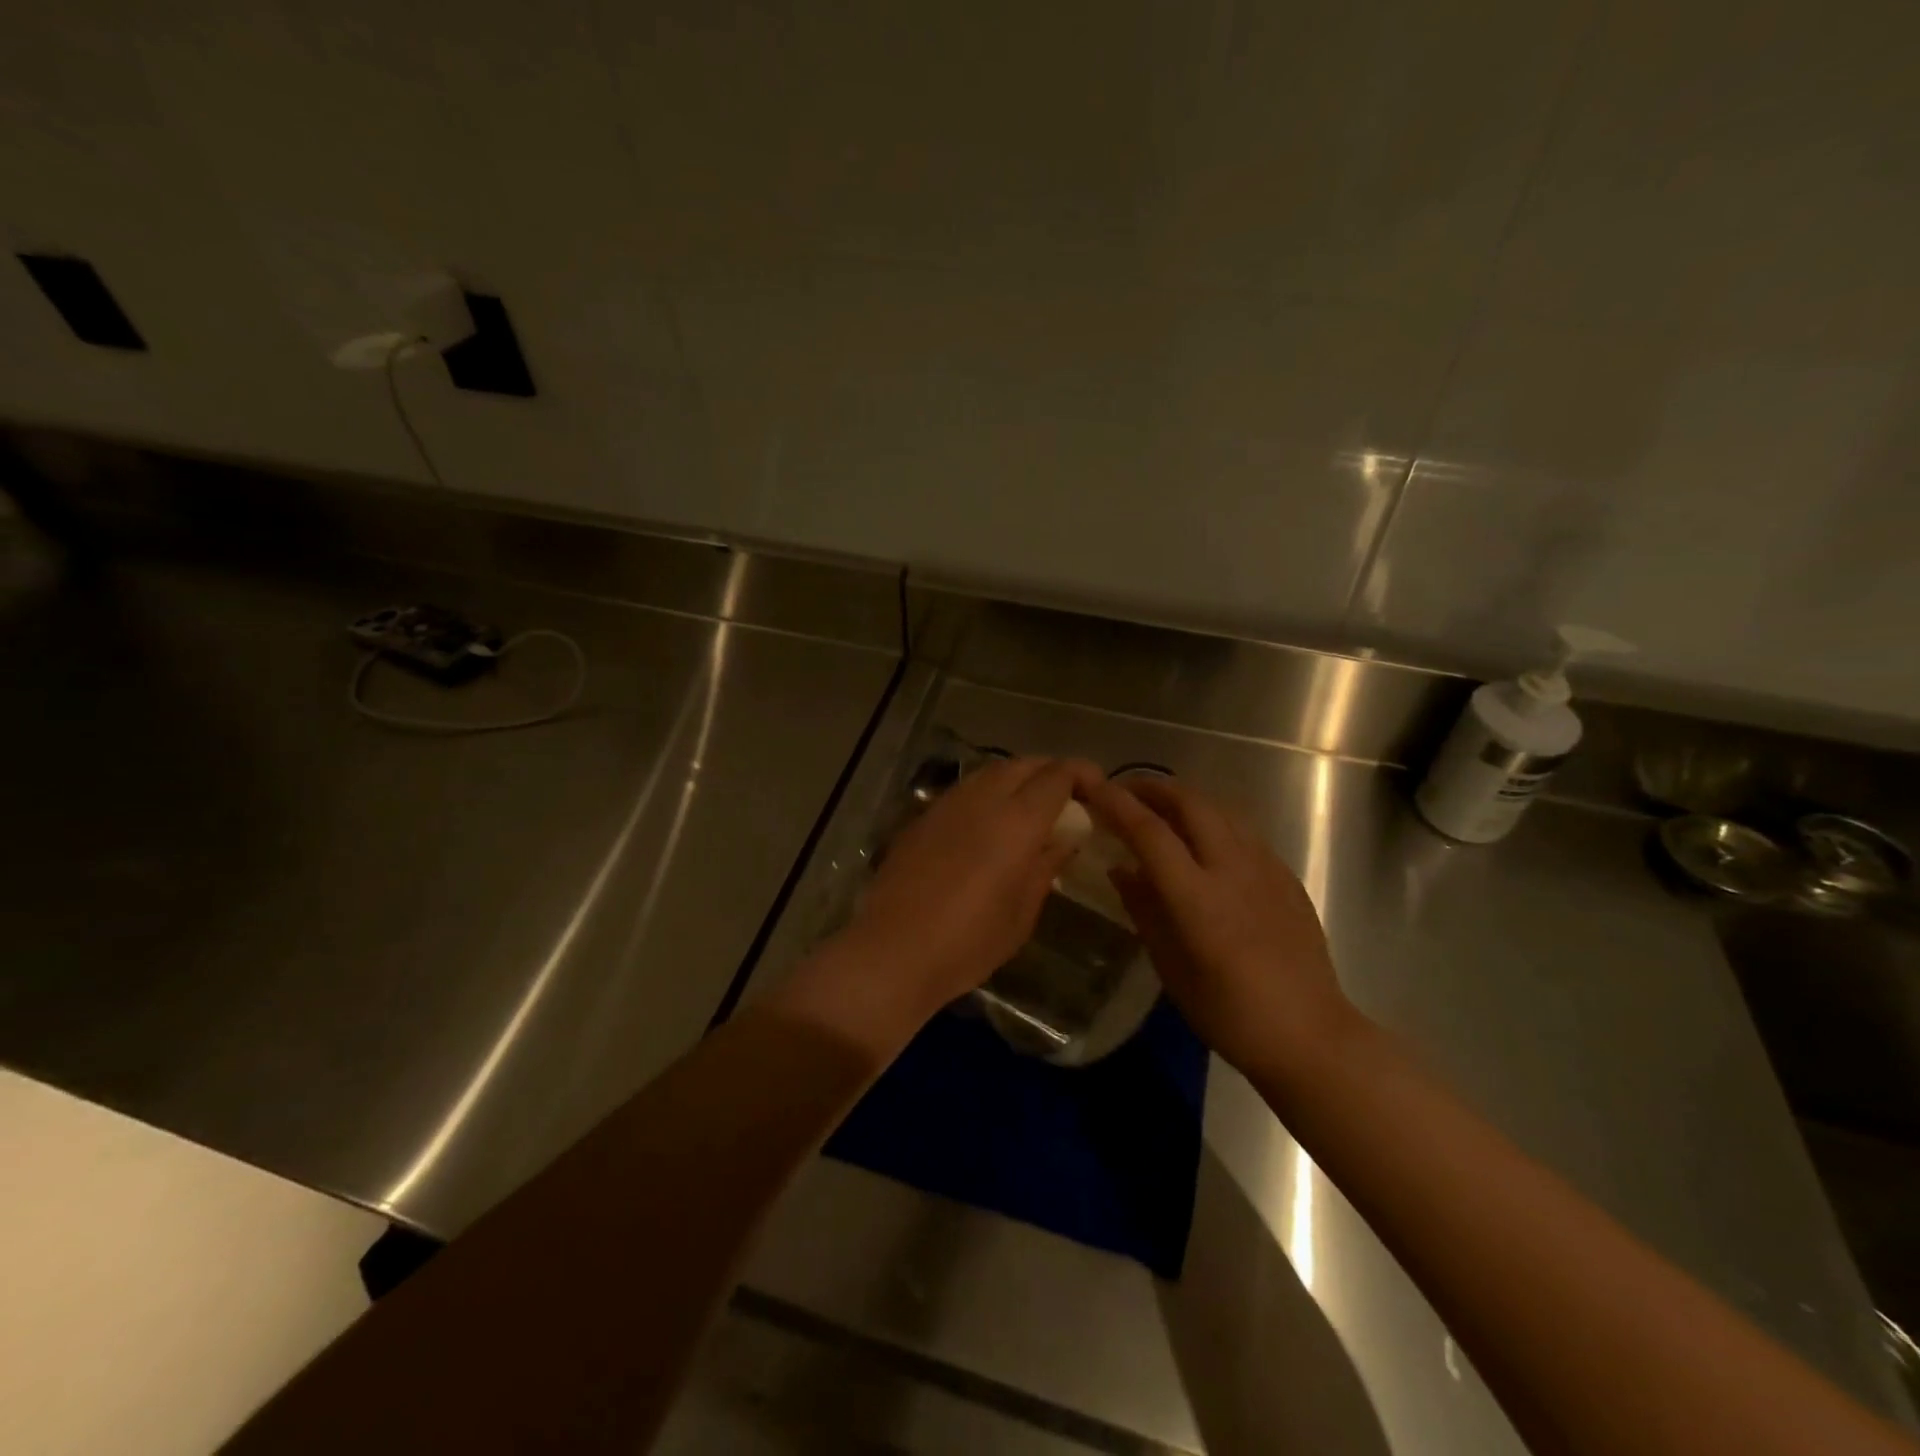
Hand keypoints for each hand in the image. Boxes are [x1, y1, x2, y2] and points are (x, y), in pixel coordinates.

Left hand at [774, 756, 1102, 1057]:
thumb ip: (1046, 866)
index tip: (1096, 789)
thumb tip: (1063, 840)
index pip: (1057, 775)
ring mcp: (947, 804)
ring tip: (1030, 808)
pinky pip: (965, 791)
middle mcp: (982, 799)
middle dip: (1049, 772)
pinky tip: (988, 825)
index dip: (1081, 774)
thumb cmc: (969, 941)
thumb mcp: (1022, 912)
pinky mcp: (922, 818)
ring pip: (990, 772)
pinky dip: (987, 795)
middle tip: (1066, 798)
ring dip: (1016, 779)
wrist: (894, 951)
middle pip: (1023, 765)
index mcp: (1017, 820)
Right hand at [1085, 776, 1361, 1081]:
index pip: (1150, 833)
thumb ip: (1144, 910)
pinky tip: (1204, 842)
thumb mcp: (1170, 967)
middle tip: (1125, 791)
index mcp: (1198, 897)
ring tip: (1160, 810)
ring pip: (1221, 810)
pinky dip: (1213, 821)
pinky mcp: (1286, 875)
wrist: (1310, 1035)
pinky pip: (1243, 831)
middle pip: (1190, 803)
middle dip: (1153, 788)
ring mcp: (1266, 867)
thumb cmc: (1229, 1013)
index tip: (1093, 787)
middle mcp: (1233, 869)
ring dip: (1185, 800)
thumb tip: (1120, 869)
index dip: (1117, 805)